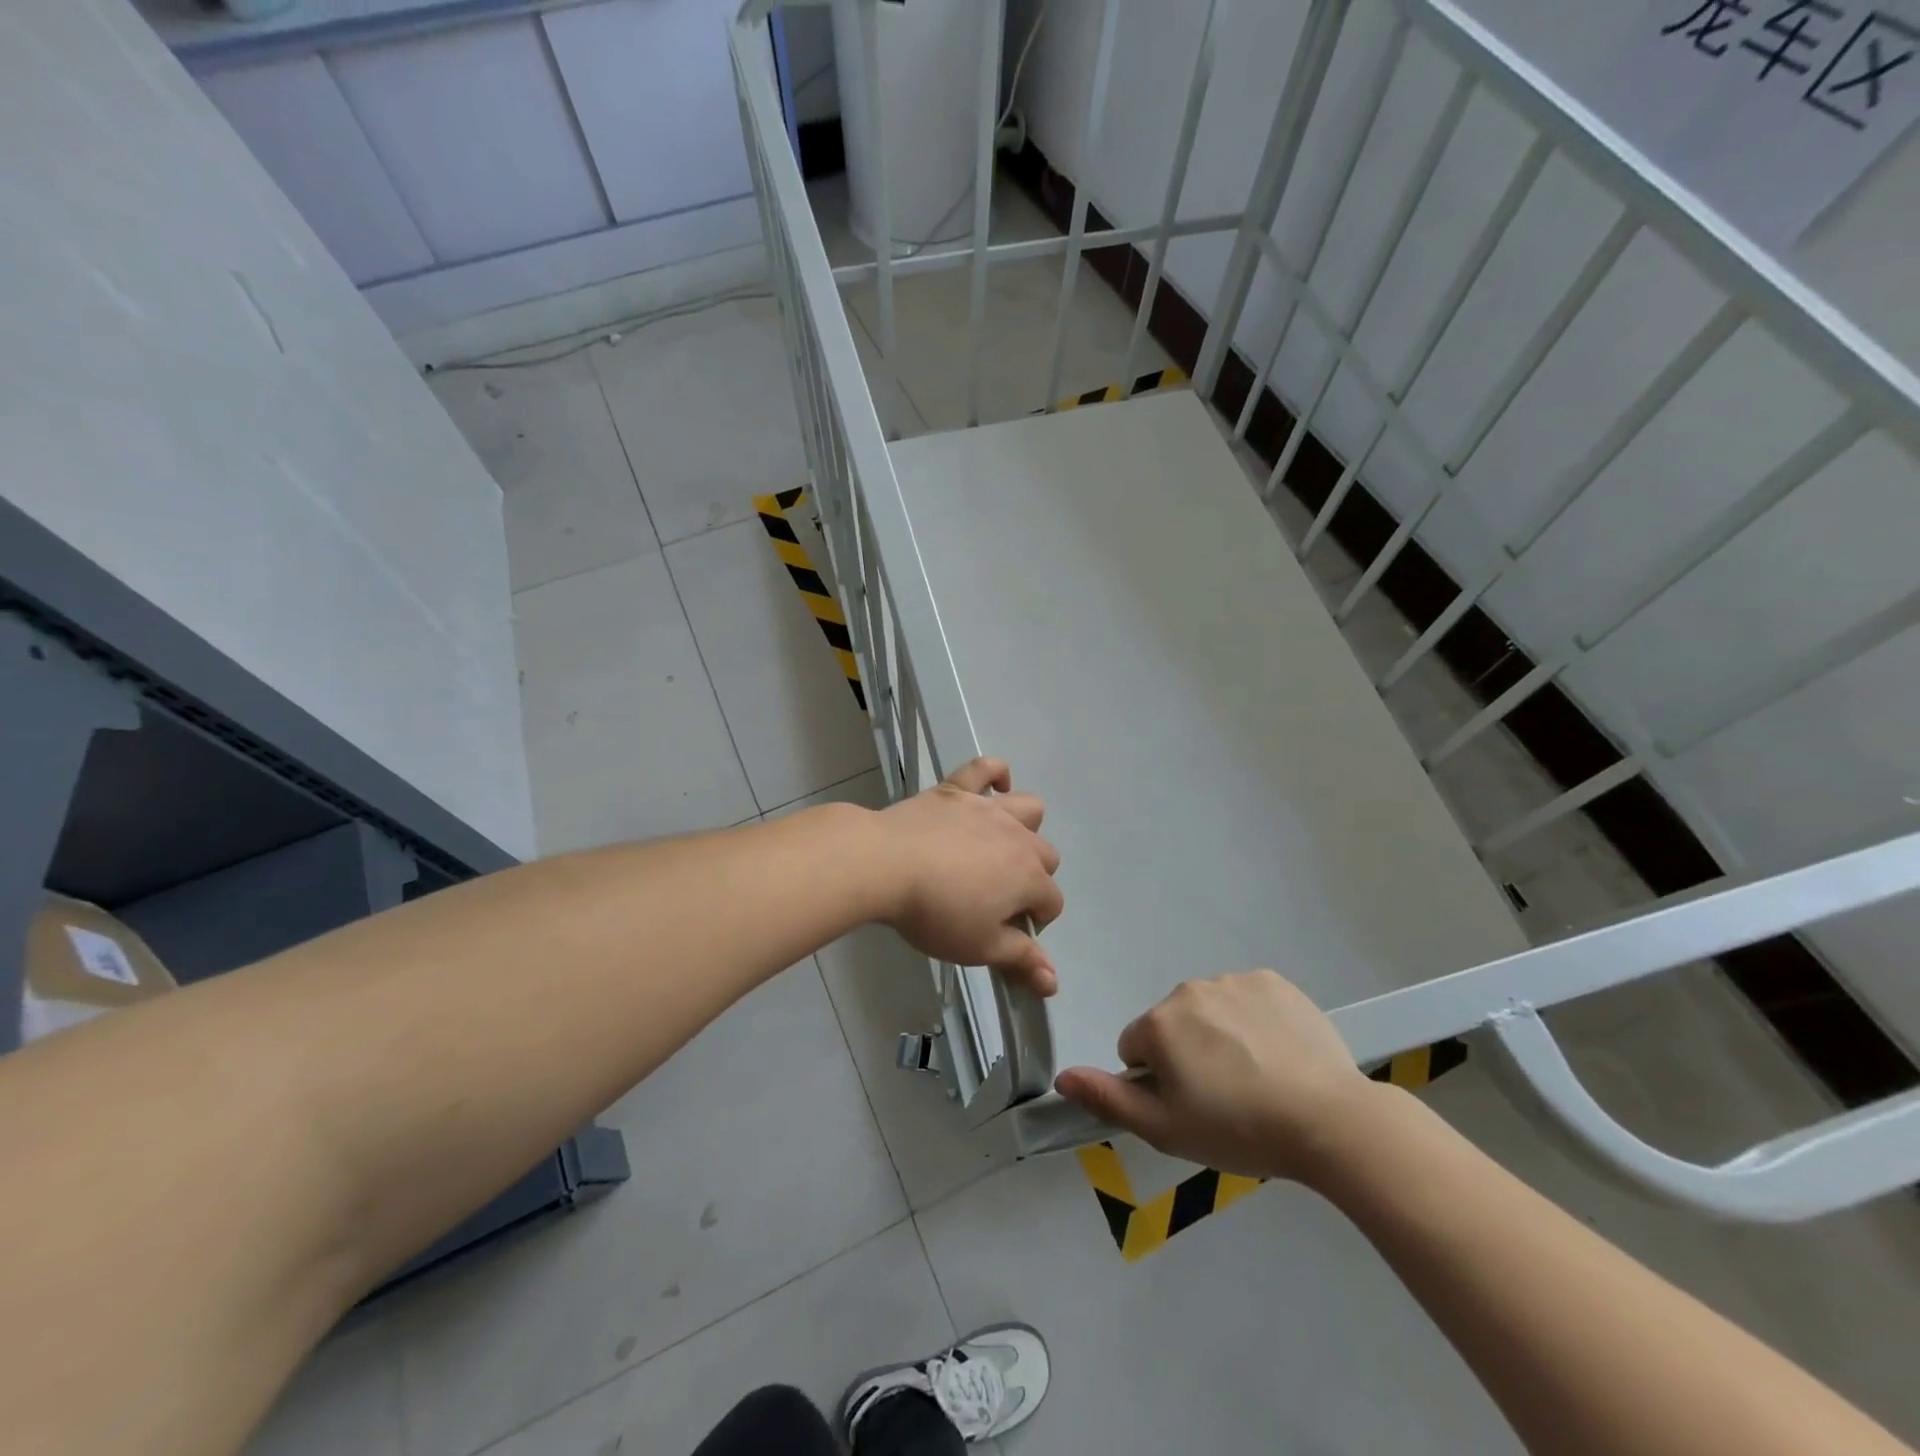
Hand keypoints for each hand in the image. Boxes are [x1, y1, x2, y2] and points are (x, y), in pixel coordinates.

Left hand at [872, 758, 1062, 993]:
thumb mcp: (979, 947)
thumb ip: (1020, 960)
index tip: (1008, 933)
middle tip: (998, 898)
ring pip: (1029, 808)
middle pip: (1046, 856)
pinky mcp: (956, 789)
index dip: (1036, 921)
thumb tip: (1053, 981)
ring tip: (1000, 846)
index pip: (1052, 902)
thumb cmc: (935, 912)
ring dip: (1025, 827)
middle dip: (1033, 878)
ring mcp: (987, 808)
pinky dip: (994, 773)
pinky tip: (995, 786)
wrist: (886, 864)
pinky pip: (984, 768)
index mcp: (1029, 877)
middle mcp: (1018, 838)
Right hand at [1054, 970, 1388, 1181]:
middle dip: (1187, 1054)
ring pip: (1209, 1010)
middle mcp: (1188, 990)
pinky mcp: (1273, 981)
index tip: (1192, 1106)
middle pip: (1172, 1025)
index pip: (1135, 1048)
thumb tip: (1062, 1077)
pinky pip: (1246, 999)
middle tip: (1225, 1096)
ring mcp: (1234, 981)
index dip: (1157, 1081)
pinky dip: (1253, 1020)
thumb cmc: (1239, 1129)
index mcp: (1159, 1024)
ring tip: (1257, 1078)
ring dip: (1219, 1036)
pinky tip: (1278, 1053)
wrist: (1329, 1120)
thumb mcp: (1165, 1129)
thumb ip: (1108, 1098)